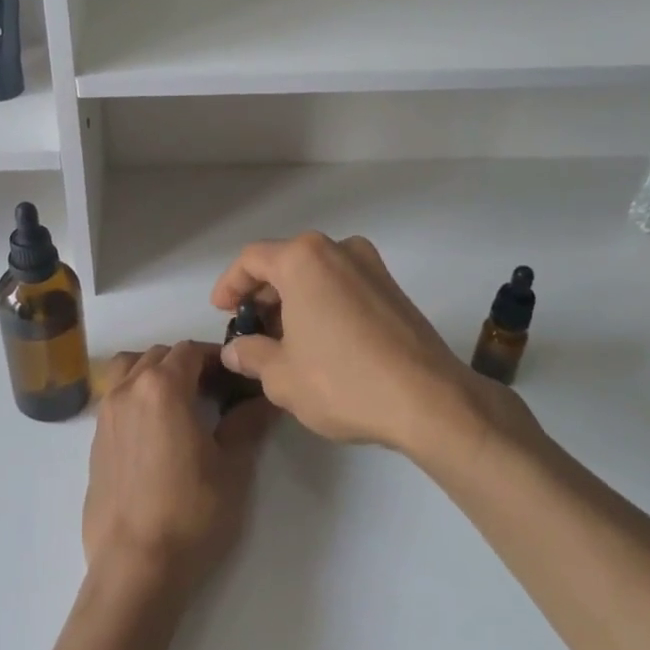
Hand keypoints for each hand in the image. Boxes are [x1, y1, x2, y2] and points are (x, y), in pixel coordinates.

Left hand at [82, 343, 274, 600]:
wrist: (136, 567)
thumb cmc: (191, 513)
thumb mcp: (232, 467)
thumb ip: (247, 423)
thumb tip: (265, 399)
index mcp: (162, 387)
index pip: (191, 351)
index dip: (217, 358)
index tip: (237, 378)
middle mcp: (127, 390)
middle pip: (159, 355)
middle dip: (188, 364)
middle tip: (215, 393)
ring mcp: (105, 414)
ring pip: (129, 370)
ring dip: (155, 372)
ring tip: (179, 403)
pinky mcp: (95, 441)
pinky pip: (116, 398)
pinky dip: (136, 395)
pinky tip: (156, 431)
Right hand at [211, 234, 492, 453]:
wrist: (429, 400)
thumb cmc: (343, 381)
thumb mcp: (282, 376)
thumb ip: (251, 355)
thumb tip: (235, 350)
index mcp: (304, 259)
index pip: (252, 259)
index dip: (229, 284)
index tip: (220, 311)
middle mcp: (338, 249)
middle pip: (286, 262)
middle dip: (263, 295)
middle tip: (250, 330)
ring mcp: (371, 266)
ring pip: (316, 274)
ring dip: (293, 300)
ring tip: (282, 341)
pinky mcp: (393, 289)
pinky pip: (342, 286)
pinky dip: (322, 304)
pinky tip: (318, 342)